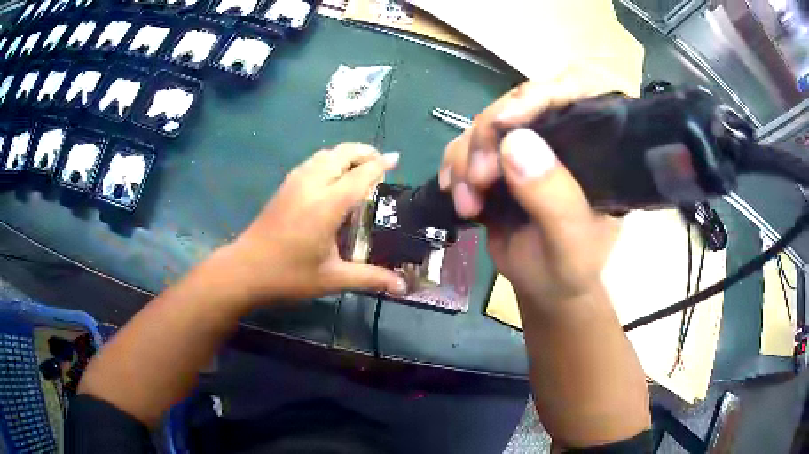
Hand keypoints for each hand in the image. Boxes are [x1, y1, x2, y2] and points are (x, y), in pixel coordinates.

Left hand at [228, 143, 406, 302]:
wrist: (245, 270)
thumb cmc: (289, 275)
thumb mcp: (332, 278)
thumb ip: (369, 278)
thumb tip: (402, 288)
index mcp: (327, 205)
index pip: (360, 175)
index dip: (380, 165)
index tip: (396, 159)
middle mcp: (311, 184)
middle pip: (342, 154)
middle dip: (364, 152)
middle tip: (380, 163)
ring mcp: (295, 182)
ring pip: (325, 154)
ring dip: (346, 154)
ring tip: (360, 167)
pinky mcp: (284, 185)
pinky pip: (313, 161)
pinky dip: (330, 160)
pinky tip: (333, 177)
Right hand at [441, 80, 620, 306]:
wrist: (544, 288)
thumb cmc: (570, 270)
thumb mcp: (570, 244)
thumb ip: (553, 199)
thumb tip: (515, 143)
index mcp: (597, 148)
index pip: (576, 93)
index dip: (540, 95)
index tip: (506, 122)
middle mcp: (563, 138)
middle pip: (518, 103)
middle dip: (489, 136)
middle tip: (478, 180)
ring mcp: (529, 147)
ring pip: (486, 124)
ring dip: (465, 158)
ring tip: (467, 202)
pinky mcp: (500, 161)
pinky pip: (466, 145)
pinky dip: (454, 167)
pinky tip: (455, 195)